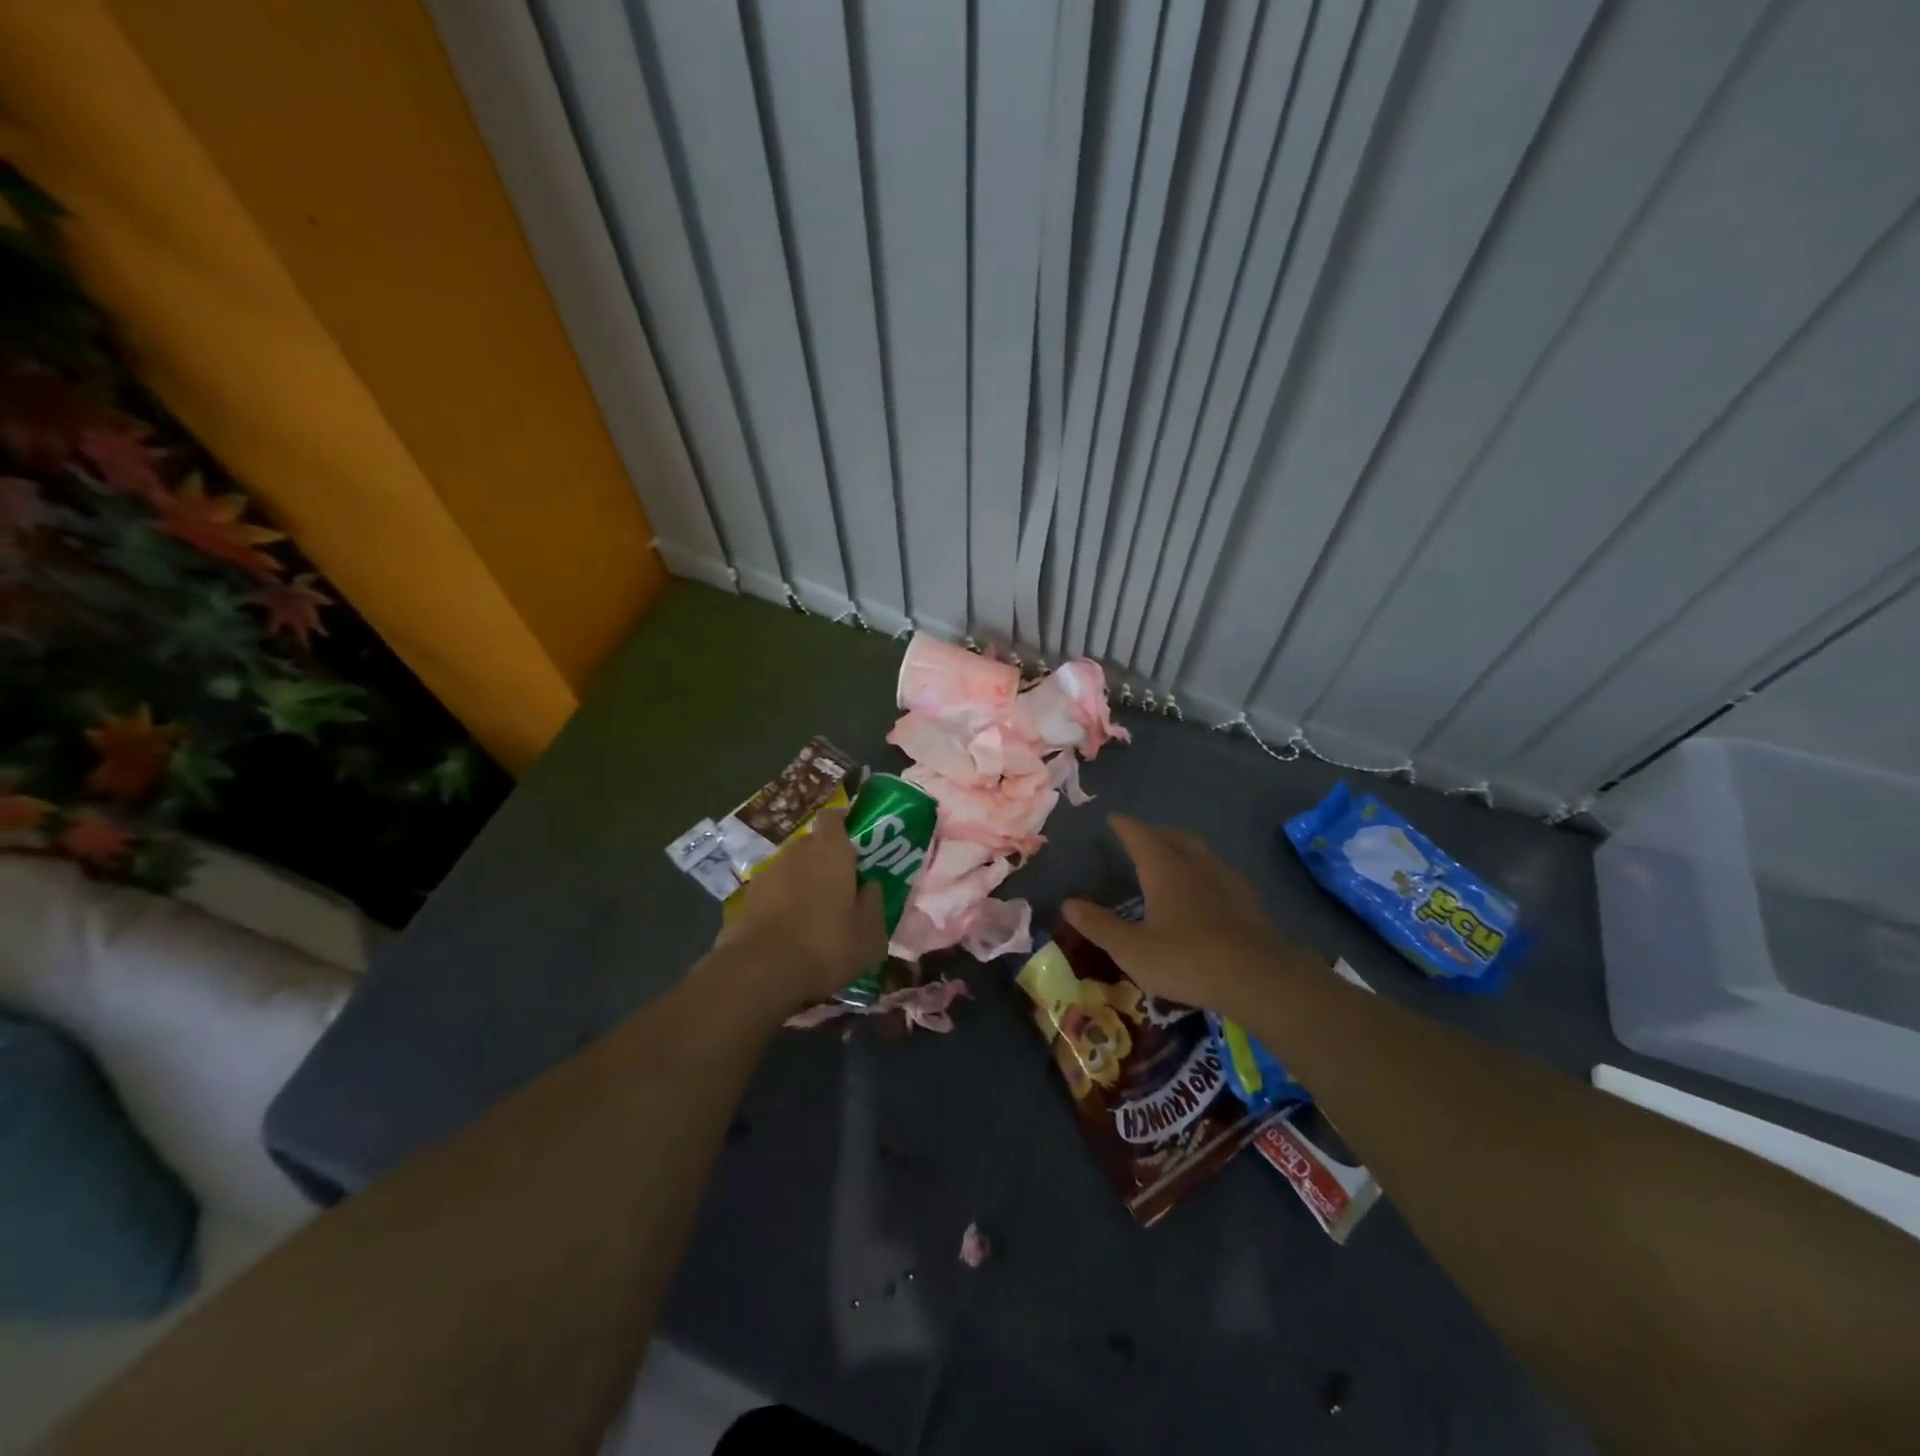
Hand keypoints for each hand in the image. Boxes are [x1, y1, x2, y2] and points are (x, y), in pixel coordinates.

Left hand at [710, 808, 886, 1016]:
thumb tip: (870, 886)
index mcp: (830, 851)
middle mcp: (796, 852)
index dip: (843, 824)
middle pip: (812, 844)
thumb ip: (873, 902)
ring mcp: (766, 874)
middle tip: (838, 886)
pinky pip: (771, 892)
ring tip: (811, 914)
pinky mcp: (745, 899)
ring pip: (790, 868)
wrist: (761, 972)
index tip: (854, 843)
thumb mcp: (870, 933)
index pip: (833, 816)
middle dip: (824, 859)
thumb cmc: (826, 945)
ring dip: (800, 882)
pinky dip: (780, 903)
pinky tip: (787, 931)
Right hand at [1062, 816, 1320, 1016]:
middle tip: (1140, 838)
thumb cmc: (1187, 959)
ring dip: (1181, 849)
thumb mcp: (1132, 949)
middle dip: (1154, 833)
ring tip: (1171, 860)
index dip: (1124, 826)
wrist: (1259, 978)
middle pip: (1173, 837)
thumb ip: (1099, 925)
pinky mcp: (1248, 900)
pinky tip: (1204, 892)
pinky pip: (1218, 873)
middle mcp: (1195, 864)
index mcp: (1164, 868)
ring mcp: (1226, 879)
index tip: (1114, 819)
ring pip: (1199, 852)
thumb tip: (1067, 903)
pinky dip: (1202, 872)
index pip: (1139, 835)